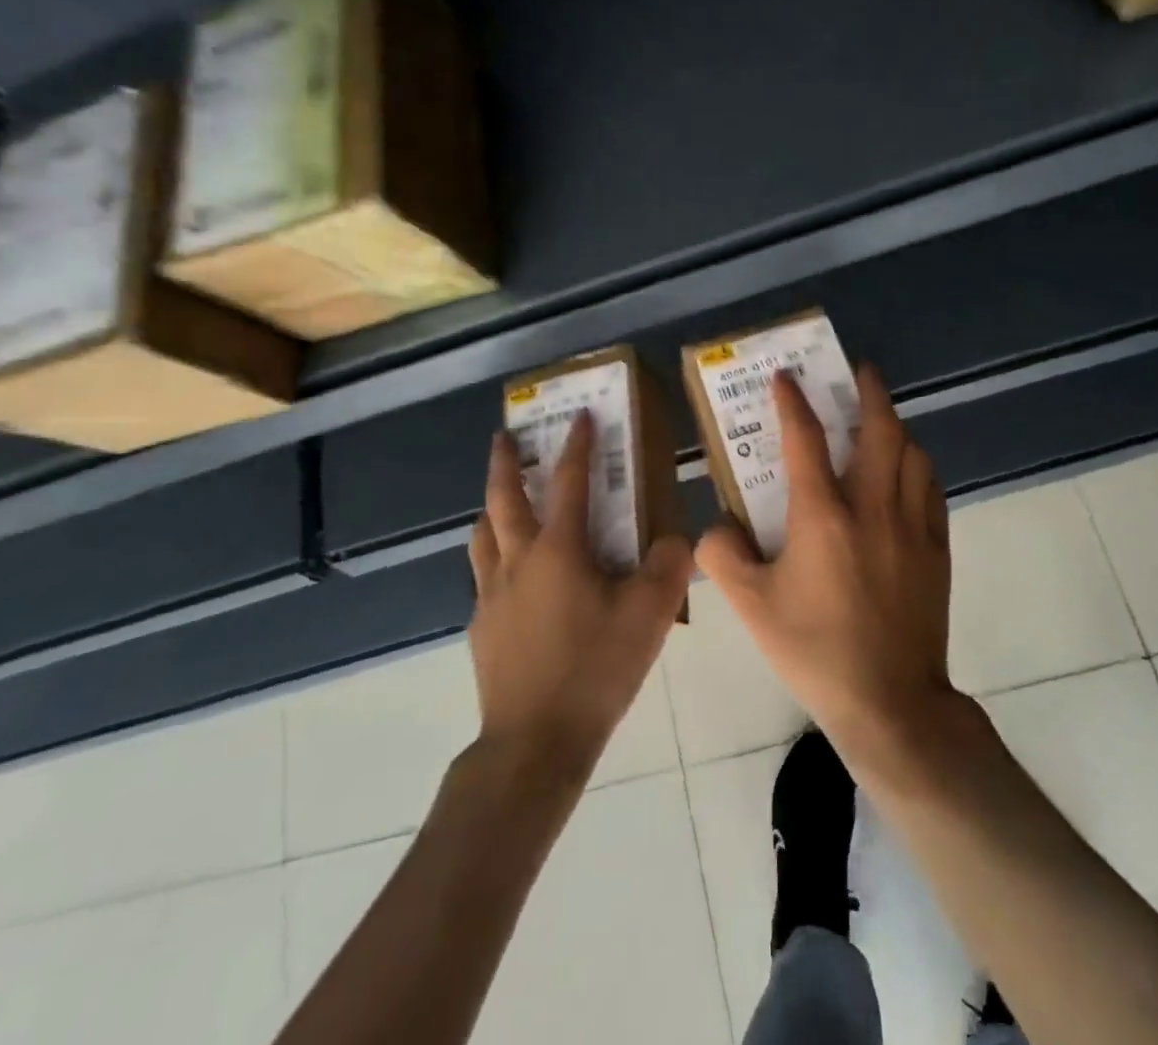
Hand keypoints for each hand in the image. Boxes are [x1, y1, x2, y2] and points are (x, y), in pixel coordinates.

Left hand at [469, 414, 693, 782]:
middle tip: (504, 436)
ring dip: (491, 508)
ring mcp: (492, 595)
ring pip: (483, 535)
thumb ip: (668, 567)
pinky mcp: (482, 627)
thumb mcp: (648, 616)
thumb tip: (675, 540)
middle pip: (504, 498)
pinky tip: (511, 579)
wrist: (534, 742)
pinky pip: (484, 577)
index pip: (570, 482)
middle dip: (506, 462)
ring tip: (499, 500)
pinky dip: (494, 558)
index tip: (581, 416)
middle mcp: (518, 561)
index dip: (578, 445)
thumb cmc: (594, 669)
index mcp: (558, 550)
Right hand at [695, 365, 961, 777]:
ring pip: (913, 453)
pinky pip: (931, 489)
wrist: (890, 702)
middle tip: (859, 371)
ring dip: (896, 426)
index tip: (786, 377)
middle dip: (870, 391)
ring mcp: (912, 526)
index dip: (793, 401)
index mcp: (823, 515)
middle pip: (879, 430)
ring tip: (881, 420)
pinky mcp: (937, 549)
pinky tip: (907, 473)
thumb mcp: (751, 606)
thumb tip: (717, 525)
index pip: (805, 439)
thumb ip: (722, 555)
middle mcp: (872, 507)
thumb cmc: (815, 650)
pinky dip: (918, 467)